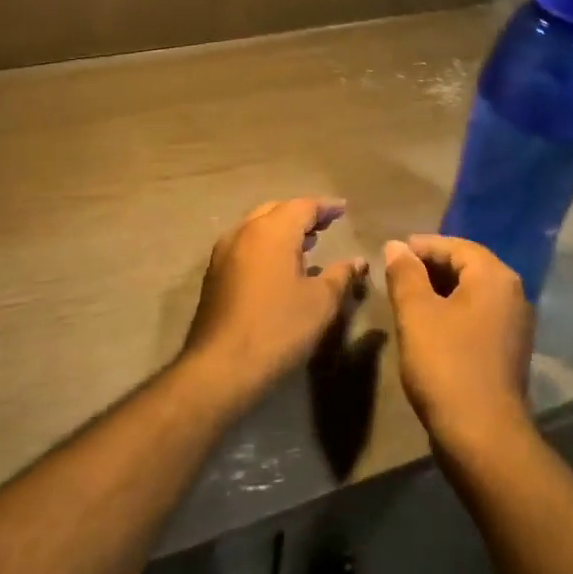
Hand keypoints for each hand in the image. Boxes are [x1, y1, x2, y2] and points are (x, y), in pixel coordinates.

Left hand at [182, 197, 367, 404]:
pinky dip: (266, 246)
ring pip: (257, 227)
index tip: (343, 210)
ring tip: (307, 243)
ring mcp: (224, 253)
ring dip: (282, 230)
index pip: (303, 206)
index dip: (325, 207)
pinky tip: (279, 267)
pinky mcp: (214, 275)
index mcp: (272, 231)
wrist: (220, 367)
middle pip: (276, 211)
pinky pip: (245, 246)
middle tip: (325, 224)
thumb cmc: (278, 328)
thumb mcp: (321, 302)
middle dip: (302, 215)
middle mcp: (244, 232)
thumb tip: (358, 262)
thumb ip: (341, 275)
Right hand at [382, 235, 534, 456]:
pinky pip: (479, 315)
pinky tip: (430, 325)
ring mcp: (515, 323)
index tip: (393, 252)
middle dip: (431, 266)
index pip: (456, 246)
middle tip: (397, 273)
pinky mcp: (510, 349)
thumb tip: (395, 246)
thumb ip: (405, 274)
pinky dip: (454, 311)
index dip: (422, 246)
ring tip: (408, 297)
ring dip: (441, 290)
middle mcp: (513, 293)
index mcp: (494, 277)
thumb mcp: (416, 314)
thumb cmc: (446, 365)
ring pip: (473, 292)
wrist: (483, 435)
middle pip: (468, 266)